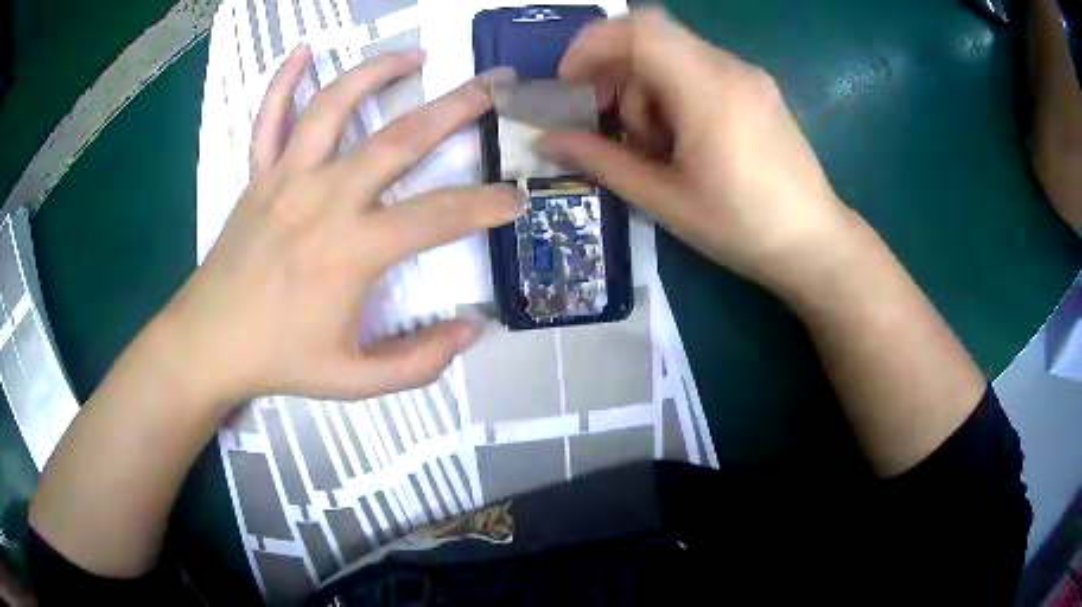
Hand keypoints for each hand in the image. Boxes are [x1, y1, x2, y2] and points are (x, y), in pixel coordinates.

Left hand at [158, 45, 521, 409]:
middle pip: (399, 138)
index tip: (516, 197)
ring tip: (415, 56)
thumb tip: (472, 330)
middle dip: (457, 107)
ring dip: (378, 72)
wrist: (208, 343)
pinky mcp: (258, 175)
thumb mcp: (355, 381)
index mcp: (351, 251)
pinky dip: (284, 80)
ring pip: (334, 106)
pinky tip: (305, 50)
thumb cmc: (280, 360)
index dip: (486, 205)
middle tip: (494, 86)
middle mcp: (323, 199)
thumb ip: (419, 361)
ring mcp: (285, 178)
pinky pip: (270, 117)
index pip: (438, 216)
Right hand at [539, 9, 851, 289]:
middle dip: (618, 76)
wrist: (815, 243)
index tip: (572, 83)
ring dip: (648, 89)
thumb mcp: (664, 200)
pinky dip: (675, 91)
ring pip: (675, 54)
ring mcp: (749, 76)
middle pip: (652, 40)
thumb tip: (544, 141)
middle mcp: (731, 68)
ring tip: (659, 145)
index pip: (639, 30)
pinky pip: (700, 69)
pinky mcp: (759, 88)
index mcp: (708, 90)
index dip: (592, 45)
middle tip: (615, 127)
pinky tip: (685, 138)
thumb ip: (601, 161)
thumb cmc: (742, 228)